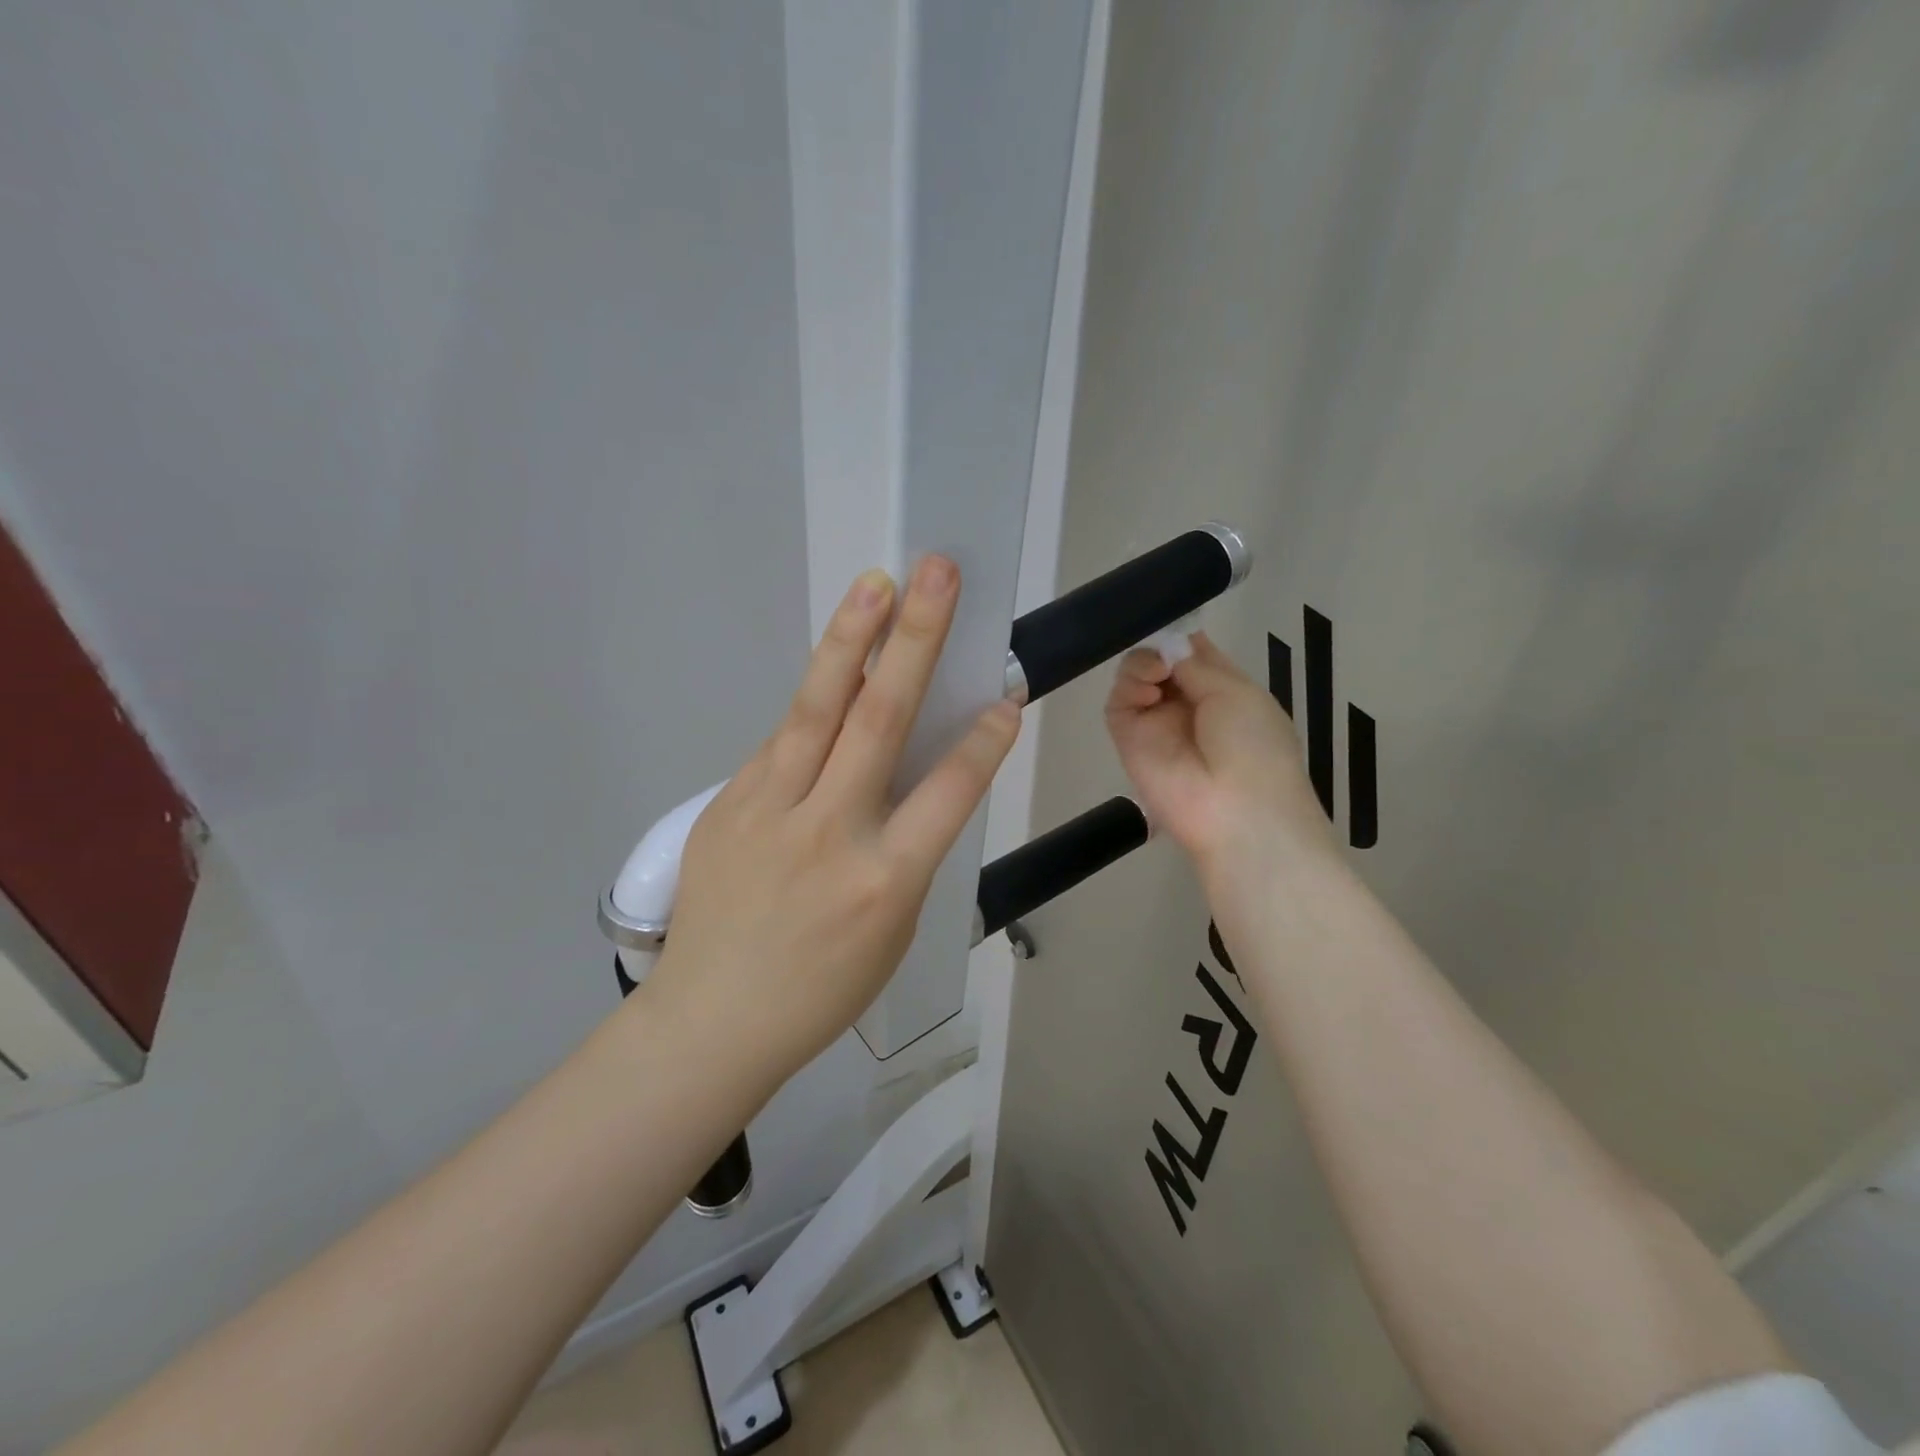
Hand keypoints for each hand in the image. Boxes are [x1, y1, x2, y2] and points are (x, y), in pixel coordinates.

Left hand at [647, 556, 1020, 1084]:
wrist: (712, 1018)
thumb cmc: (821, 988)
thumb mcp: (891, 929)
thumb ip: (905, 846)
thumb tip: (910, 773)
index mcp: (885, 881)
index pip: (948, 792)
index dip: (983, 741)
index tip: (1007, 695)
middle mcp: (829, 833)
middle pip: (878, 721)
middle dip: (915, 641)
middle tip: (937, 576)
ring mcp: (770, 811)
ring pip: (817, 710)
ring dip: (850, 641)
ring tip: (876, 584)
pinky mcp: (728, 803)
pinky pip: (782, 743)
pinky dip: (815, 704)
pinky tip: (834, 672)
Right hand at [1105, 634, 1333, 878]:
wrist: (1236, 810)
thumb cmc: (1253, 746)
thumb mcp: (1237, 692)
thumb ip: (1196, 664)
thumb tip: (1169, 645)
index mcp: (1222, 691)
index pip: (1192, 653)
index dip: (1180, 635)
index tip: (1170, 620)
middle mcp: (1187, 703)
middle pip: (1159, 660)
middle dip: (1158, 647)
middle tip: (1164, 653)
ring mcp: (1156, 722)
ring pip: (1135, 677)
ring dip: (1143, 664)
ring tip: (1157, 675)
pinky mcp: (1128, 739)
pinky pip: (1119, 703)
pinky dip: (1128, 688)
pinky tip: (1147, 693)